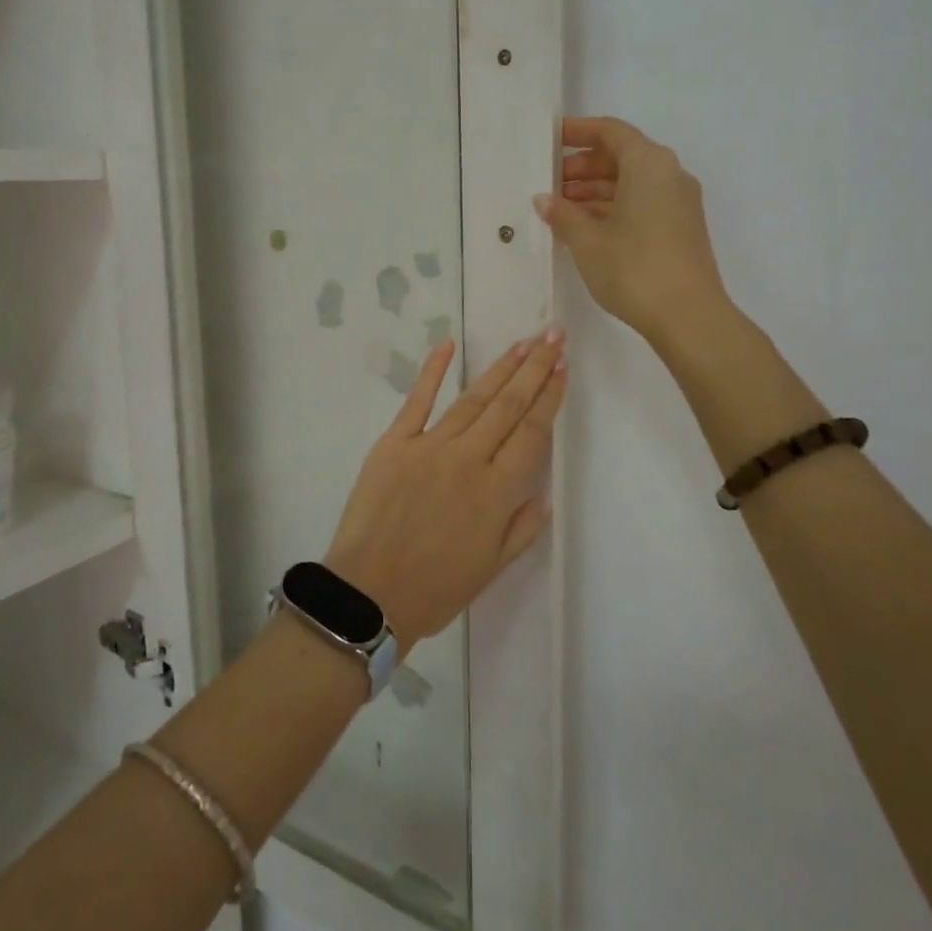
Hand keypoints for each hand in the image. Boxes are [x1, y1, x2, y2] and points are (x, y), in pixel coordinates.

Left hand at [323, 330, 566, 650]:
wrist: (369, 594)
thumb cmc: (435, 589)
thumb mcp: (491, 568)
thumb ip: (520, 529)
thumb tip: (541, 495)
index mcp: (497, 491)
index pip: (531, 433)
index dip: (549, 398)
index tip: (562, 368)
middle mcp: (469, 459)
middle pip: (508, 405)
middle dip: (534, 368)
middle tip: (552, 335)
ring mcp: (429, 447)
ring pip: (473, 399)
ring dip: (500, 368)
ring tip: (522, 343)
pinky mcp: (394, 444)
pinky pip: (417, 401)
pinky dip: (433, 372)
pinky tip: (448, 345)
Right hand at [535, 116, 729, 343]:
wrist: (688, 316)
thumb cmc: (633, 268)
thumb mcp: (588, 241)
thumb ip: (563, 214)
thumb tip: (544, 199)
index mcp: (648, 164)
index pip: (610, 132)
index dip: (577, 132)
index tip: (550, 140)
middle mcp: (669, 174)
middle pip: (621, 156)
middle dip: (583, 167)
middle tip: (549, 184)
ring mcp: (679, 202)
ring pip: (631, 182)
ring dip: (595, 190)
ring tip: (560, 209)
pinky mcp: (681, 227)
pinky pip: (642, 203)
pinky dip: (613, 207)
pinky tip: (585, 228)